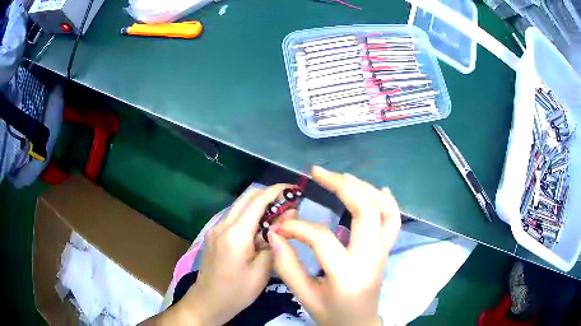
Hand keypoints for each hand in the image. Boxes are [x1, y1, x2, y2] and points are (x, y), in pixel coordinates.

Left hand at [173, 184, 295, 325]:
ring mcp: (215, 228)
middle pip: (247, 197)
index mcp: (236, 233)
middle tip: (289, 204)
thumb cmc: (238, 291)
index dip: (277, 191)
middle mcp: (223, 224)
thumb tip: (288, 215)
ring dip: (259, 205)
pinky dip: (250, 216)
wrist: (208, 301)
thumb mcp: (263, 269)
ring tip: (278, 217)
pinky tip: (261, 230)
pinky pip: (234, 217)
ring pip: (240, 206)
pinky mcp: (214, 235)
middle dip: (269, 195)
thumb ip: (275, 240)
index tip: (294, 189)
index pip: (258, 200)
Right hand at [268, 166, 400, 325]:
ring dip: (364, 188)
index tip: (280, 226)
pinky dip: (387, 200)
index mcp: (347, 274)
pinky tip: (376, 189)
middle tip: (318, 172)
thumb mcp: (304, 296)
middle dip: (342, 186)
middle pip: (366, 211)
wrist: (359, 323)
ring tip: (342, 176)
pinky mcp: (386, 249)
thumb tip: (275, 233)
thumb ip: (287, 266)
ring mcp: (383, 251)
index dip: (297, 227)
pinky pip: (394, 220)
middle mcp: (371, 257)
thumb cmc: (331, 313)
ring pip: (384, 210)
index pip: (322, 238)